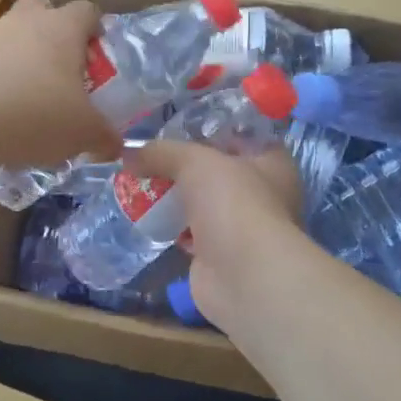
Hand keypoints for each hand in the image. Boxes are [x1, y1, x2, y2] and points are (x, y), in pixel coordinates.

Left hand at [0, 0, 122, 171]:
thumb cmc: (39, 115)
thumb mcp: (85, 132)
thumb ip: (105, 136)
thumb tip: (115, 145)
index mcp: (63, 27)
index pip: (87, 11)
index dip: (96, 30)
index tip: (98, 58)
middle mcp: (27, 21)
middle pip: (44, 8)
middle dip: (54, 30)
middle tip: (63, 66)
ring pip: (14, 32)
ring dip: (24, 53)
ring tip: (32, 93)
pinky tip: (5, 107)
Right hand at [122, 139, 306, 330]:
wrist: (242, 276)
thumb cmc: (233, 203)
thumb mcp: (195, 161)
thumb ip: (162, 152)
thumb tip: (127, 152)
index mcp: (272, 162)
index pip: (241, 135)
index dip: (210, 128)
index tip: (175, 124)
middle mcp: (263, 193)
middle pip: (219, 170)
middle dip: (185, 165)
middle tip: (150, 154)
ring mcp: (242, 227)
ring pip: (204, 203)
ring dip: (177, 197)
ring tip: (140, 180)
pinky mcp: (220, 255)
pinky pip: (192, 232)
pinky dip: (172, 226)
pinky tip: (146, 215)